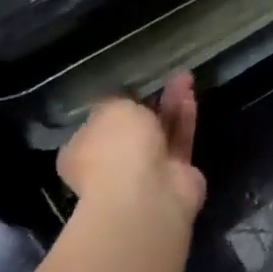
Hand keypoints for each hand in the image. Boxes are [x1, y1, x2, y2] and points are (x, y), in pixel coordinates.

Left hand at [56, 74, 205, 229]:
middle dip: (149, 103)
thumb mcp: (110, 109)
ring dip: (171, 104)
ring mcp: (146, 171)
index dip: (114, 107)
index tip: (130, 89)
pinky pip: (180, 139)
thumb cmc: (116, 148)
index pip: (97, 127)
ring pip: (160, 131)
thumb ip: (118, 101)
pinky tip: (190, 93)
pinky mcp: (177, 173)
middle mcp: (112, 164)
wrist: (148, 193)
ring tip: (184, 77)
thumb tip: (123, 105)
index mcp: (82, 153)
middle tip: (163, 79)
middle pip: (133, 129)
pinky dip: (184, 117)